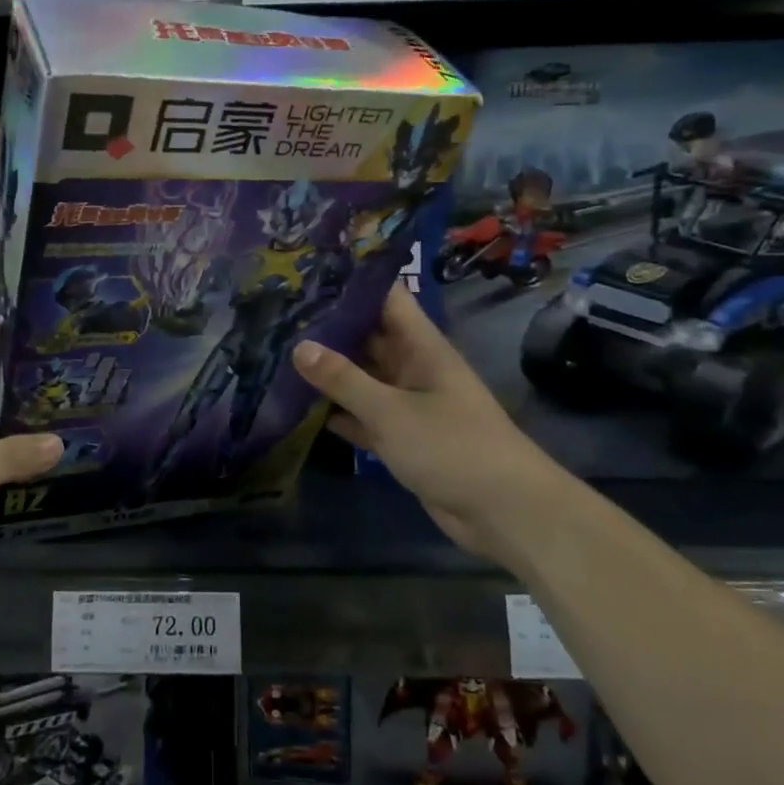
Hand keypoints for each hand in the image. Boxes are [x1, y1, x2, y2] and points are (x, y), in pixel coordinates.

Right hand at [290, 284, 549, 560]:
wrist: (504, 512)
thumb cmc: (452, 446)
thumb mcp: (391, 410)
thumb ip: (343, 379)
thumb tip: (298, 346)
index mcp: (420, 346)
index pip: (386, 297)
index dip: (352, 282)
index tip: (309, 272)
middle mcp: (413, 367)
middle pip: (367, 336)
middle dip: (328, 327)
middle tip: (279, 314)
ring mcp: (408, 403)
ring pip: (362, 377)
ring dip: (328, 371)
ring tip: (278, 353)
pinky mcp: (402, 437)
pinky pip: (363, 415)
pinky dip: (338, 412)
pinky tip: (299, 407)